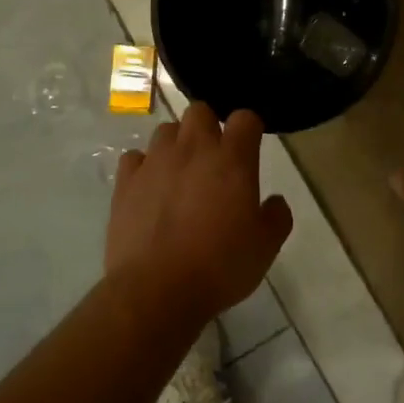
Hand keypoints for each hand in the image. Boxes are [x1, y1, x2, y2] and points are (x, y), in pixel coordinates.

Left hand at [105, 103, 293, 328]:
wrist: (156, 291)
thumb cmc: (219, 266)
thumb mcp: (266, 247)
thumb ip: (277, 217)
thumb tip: (274, 201)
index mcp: (232, 160)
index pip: (245, 118)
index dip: (249, 128)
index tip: (250, 146)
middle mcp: (193, 149)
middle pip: (200, 111)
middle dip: (208, 126)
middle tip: (213, 157)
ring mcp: (156, 162)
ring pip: (166, 130)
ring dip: (176, 144)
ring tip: (180, 173)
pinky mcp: (126, 182)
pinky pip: (134, 158)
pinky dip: (143, 167)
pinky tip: (149, 188)